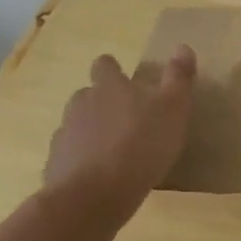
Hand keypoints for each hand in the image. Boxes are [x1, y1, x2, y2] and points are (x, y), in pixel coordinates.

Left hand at [42, 46, 196, 225]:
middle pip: (88, 94)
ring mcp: (65, 134)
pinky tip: (102, 172)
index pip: (105, 66)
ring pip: (78, 124)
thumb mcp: (174, 108)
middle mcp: (81, 104)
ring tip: (116, 146)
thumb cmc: (142, 144)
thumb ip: (179, 78)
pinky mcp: (57, 163)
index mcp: (109, 87)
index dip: (112, 68)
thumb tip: (183, 46)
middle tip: (127, 115)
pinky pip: (72, 153)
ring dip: (94, 129)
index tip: (122, 74)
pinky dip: (84, 157)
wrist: (95, 194)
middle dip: (104, 100)